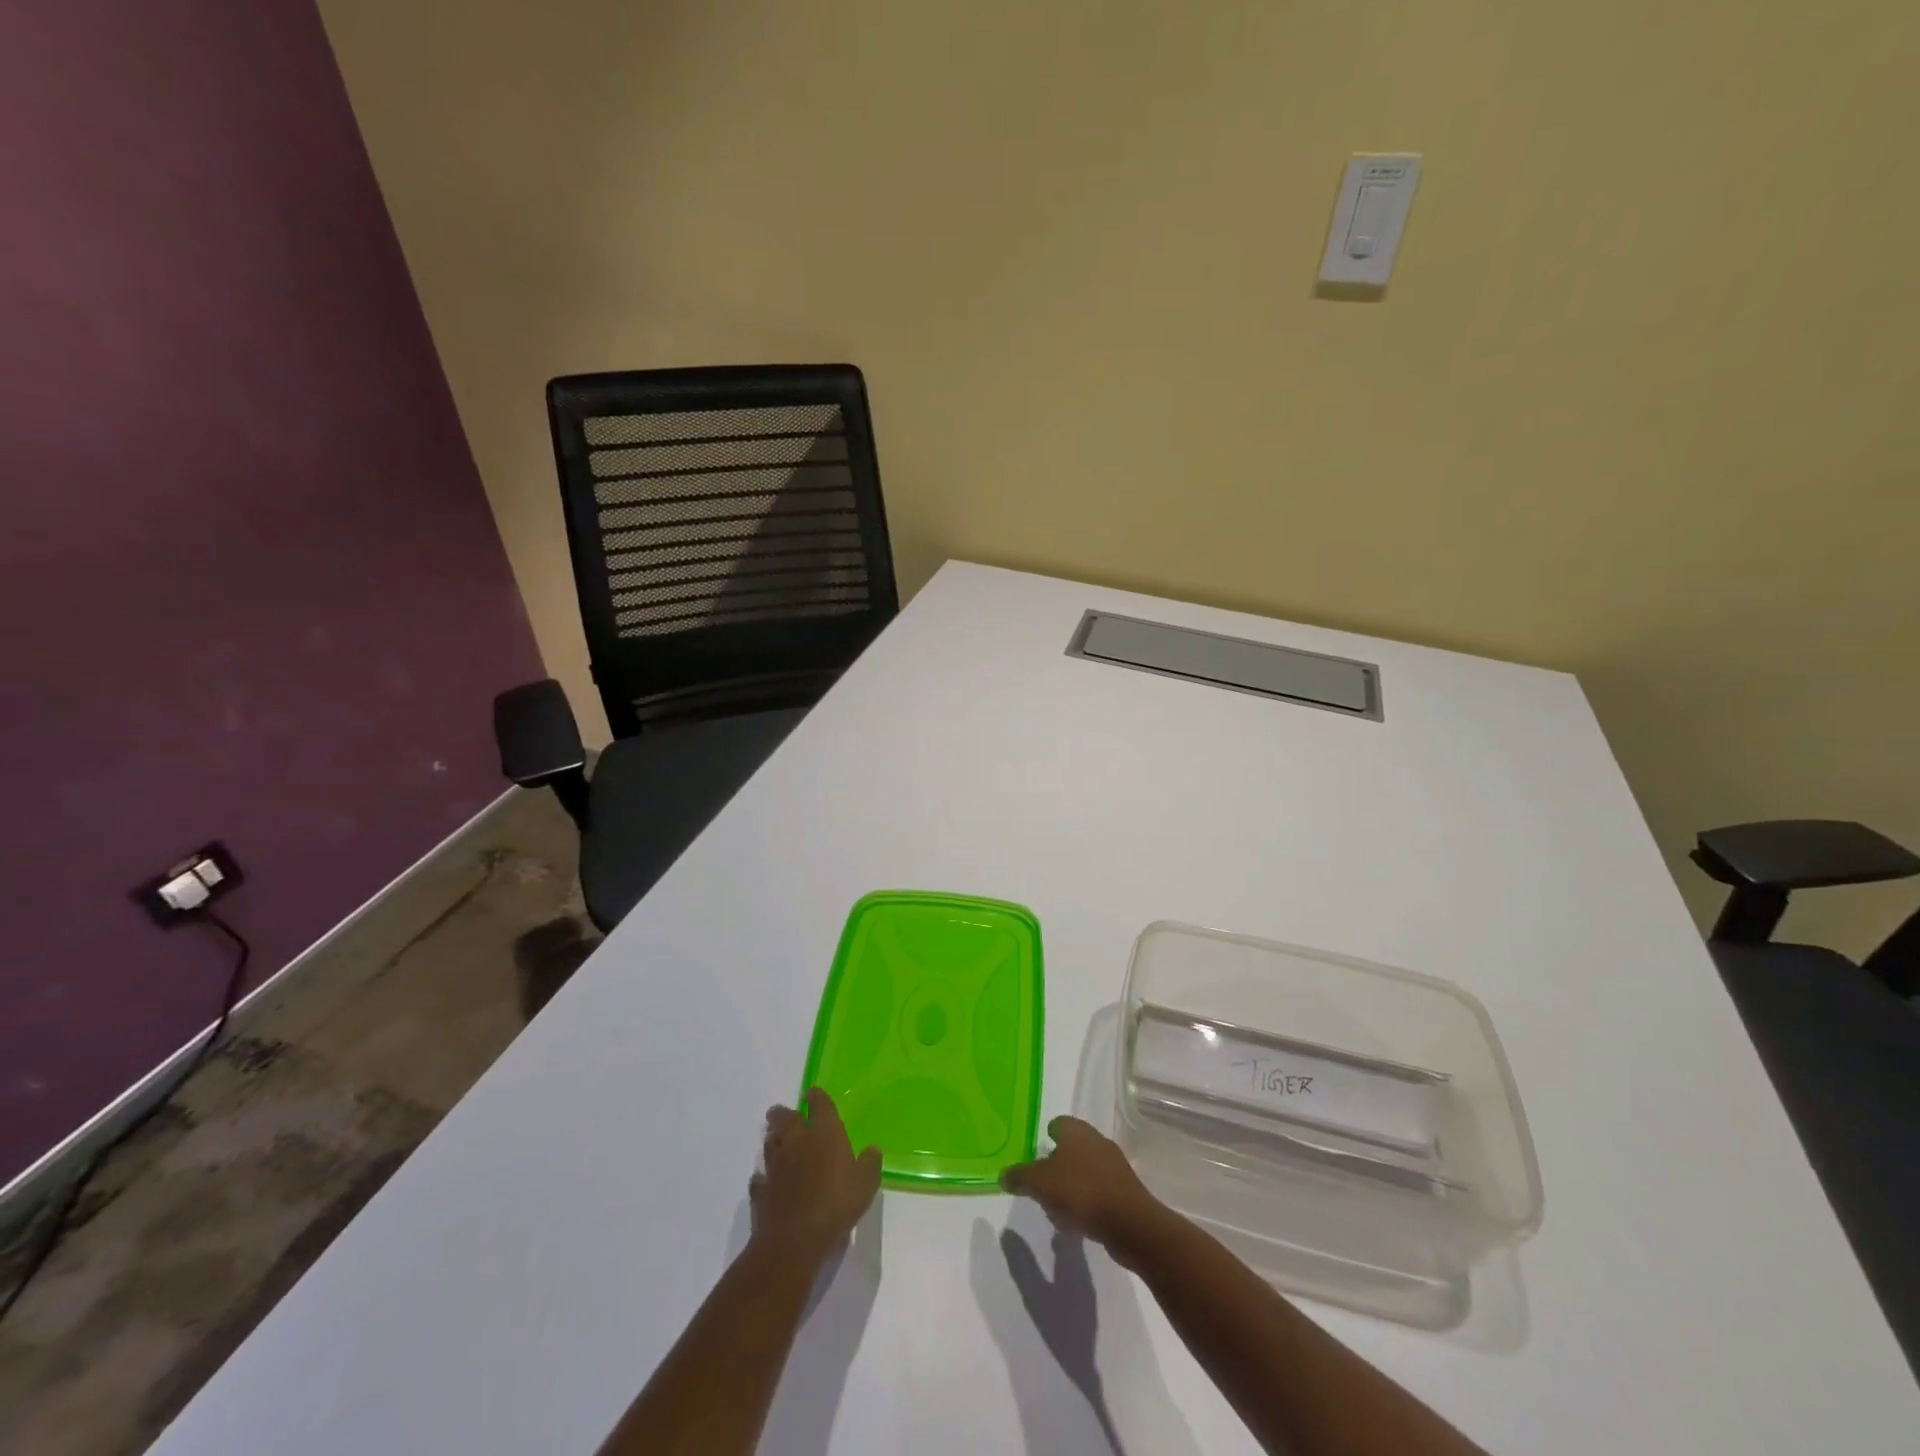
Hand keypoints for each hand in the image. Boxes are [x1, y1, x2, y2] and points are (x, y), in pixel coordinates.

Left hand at [750, 1088, 881, 1268]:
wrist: (794, 1239)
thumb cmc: (836, 1204)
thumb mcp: (866, 1184)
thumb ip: (870, 1164)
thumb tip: (873, 1149)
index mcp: (824, 1133)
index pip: (819, 1104)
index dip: (816, 1097)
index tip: (813, 1094)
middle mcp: (797, 1142)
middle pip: (785, 1119)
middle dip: (783, 1113)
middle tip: (780, 1113)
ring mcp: (776, 1166)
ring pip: (770, 1144)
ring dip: (772, 1139)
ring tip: (773, 1139)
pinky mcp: (761, 1190)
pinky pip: (759, 1178)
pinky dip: (762, 1177)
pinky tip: (764, 1180)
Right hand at [1001, 1117, 1169, 1264]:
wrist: (1130, 1223)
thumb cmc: (1080, 1192)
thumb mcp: (1040, 1183)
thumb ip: (1019, 1176)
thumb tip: (1003, 1175)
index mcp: (1076, 1131)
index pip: (1057, 1124)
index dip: (1044, 1138)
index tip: (1034, 1158)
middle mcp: (1096, 1140)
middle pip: (1070, 1148)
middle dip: (1055, 1166)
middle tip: (1041, 1187)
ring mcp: (1113, 1165)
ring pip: (1084, 1170)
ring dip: (1070, 1187)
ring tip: (1057, 1211)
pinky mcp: (1124, 1190)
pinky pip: (1098, 1191)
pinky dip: (1086, 1202)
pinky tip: (1077, 1223)